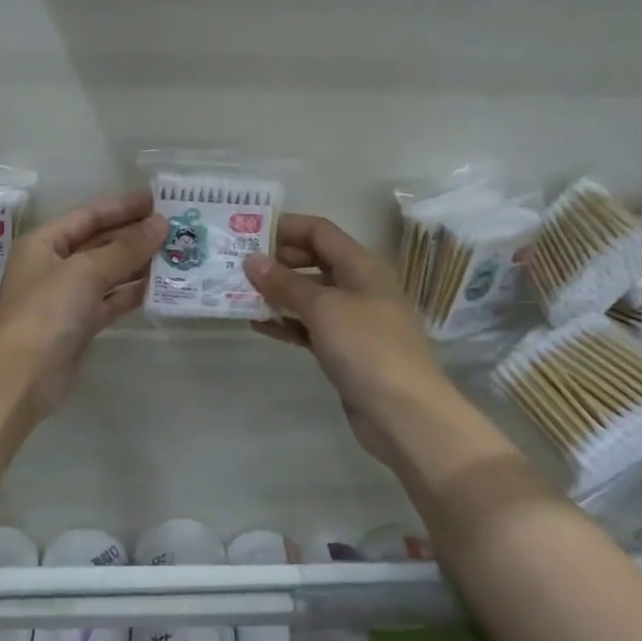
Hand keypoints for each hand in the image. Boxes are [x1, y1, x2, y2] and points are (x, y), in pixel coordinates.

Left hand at [0, 191, 167, 415]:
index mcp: (44, 243)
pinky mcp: (80, 323)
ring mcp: (67, 296)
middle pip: (100, 242)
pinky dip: (132, 292)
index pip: (89, 216)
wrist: (22, 378)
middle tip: (175, 226)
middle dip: (134, 235)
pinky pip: (110, 299)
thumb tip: (161, 224)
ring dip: (138, 263)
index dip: (123, 207)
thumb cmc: (46, 312)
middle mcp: (54, 265)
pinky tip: (159, 284)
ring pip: (108, 272)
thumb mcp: (86, 272)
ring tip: (175, 252)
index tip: (158, 200)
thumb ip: (125, 248)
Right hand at [244, 214, 459, 470]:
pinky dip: (286, 323)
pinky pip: (309, 326)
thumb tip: (252, 260)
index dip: (285, 227)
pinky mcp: (344, 350)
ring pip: (309, 295)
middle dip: (277, 260)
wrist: (404, 414)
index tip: (248, 231)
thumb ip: (285, 283)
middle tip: (237, 263)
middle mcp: (359, 285)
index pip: (319, 231)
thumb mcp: (324, 308)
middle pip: (313, 260)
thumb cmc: (367, 347)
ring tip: (238, 292)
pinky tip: (257, 324)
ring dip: (277, 292)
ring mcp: (353, 319)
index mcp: (362, 265)